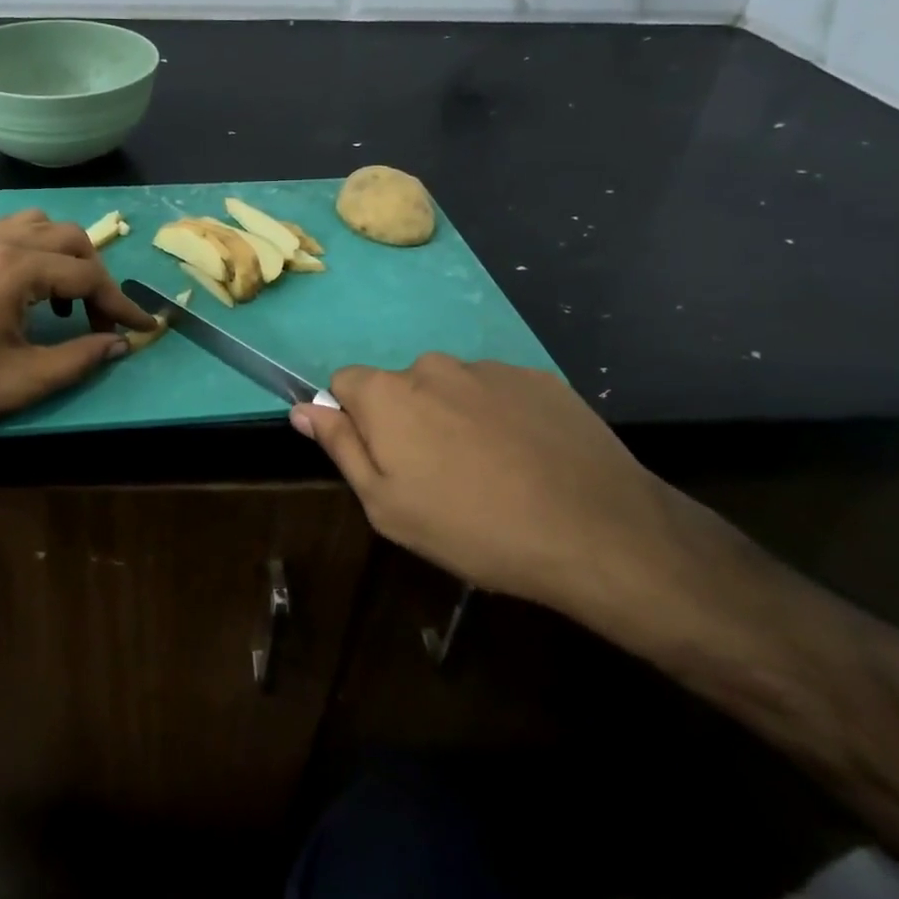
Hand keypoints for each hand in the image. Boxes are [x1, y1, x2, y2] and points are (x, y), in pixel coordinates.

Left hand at [0, 209, 155, 460]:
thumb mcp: (23, 381)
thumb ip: (80, 359)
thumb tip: (120, 344)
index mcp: (16, 270)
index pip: (87, 276)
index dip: (119, 304)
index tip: (141, 326)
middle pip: (67, 238)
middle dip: (94, 276)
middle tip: (99, 319)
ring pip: (31, 222)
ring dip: (58, 252)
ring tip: (59, 295)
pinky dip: (8, 237)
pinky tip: (7, 267)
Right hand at [290, 355, 682, 612]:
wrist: (595, 531)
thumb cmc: (472, 527)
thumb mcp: (387, 506)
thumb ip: (340, 448)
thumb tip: (303, 409)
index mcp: (388, 394)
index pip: (345, 382)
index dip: (354, 420)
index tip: (382, 460)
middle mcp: (433, 366)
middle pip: (401, 386)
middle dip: (407, 421)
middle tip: (438, 477)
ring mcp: (490, 369)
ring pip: (451, 389)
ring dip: (456, 419)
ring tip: (491, 474)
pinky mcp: (539, 379)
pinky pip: (498, 393)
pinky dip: (501, 418)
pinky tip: (528, 461)